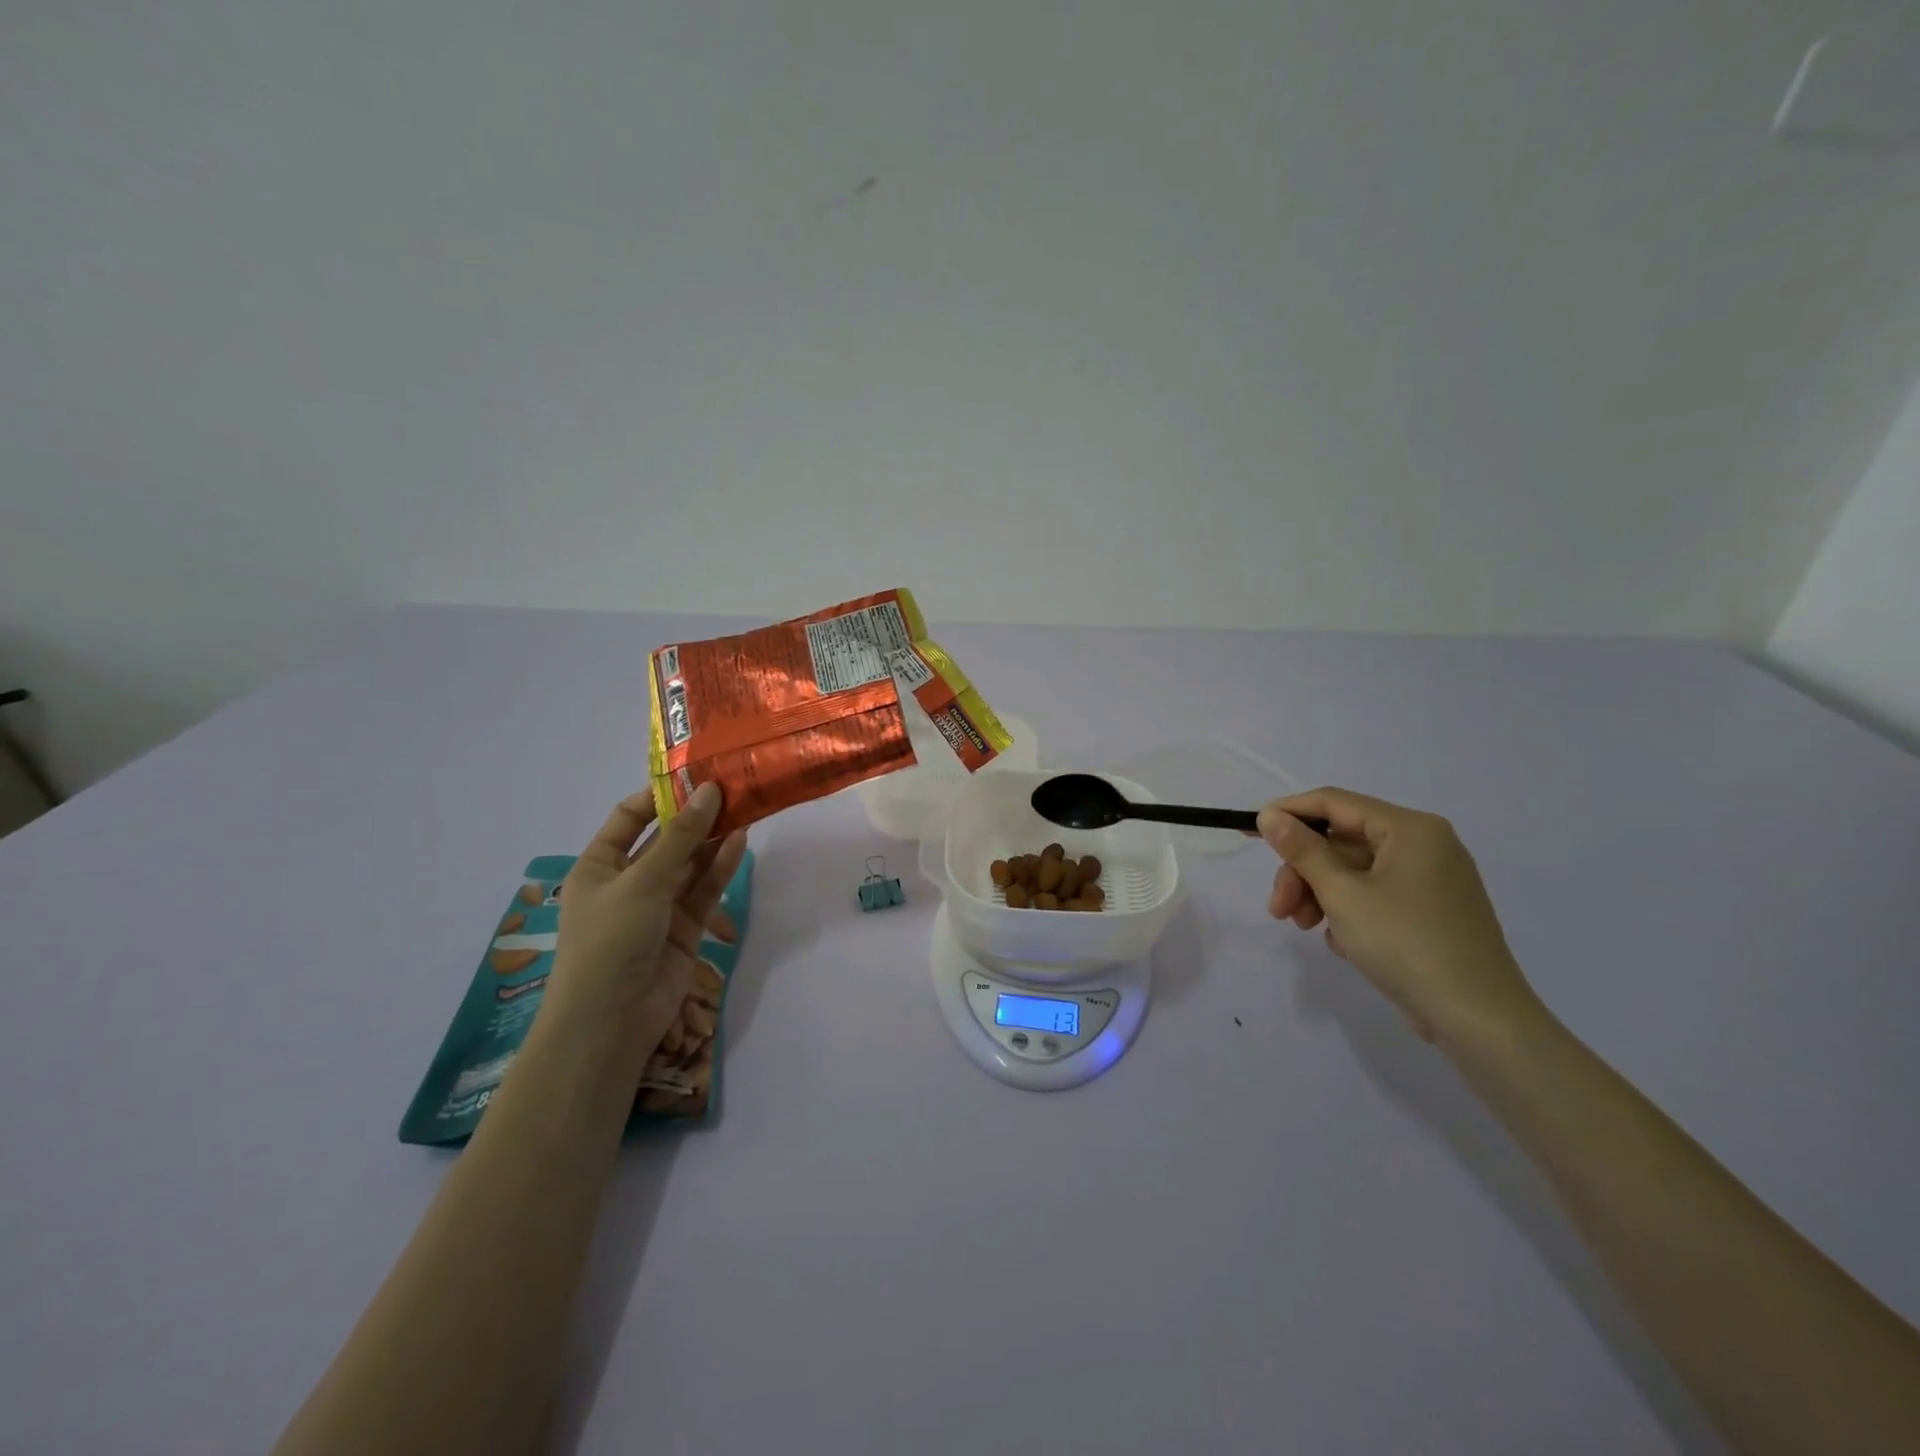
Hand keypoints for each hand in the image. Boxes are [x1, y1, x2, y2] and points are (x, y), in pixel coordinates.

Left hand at [550, 781, 747, 1059]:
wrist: (612, 1021)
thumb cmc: (610, 940)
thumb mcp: (642, 881)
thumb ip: (681, 837)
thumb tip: (710, 791)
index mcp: (599, 866)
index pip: (629, 818)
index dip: (660, 795)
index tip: (696, 773)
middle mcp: (628, 880)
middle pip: (666, 839)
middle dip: (695, 816)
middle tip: (732, 786)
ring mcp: (658, 904)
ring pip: (690, 863)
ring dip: (713, 838)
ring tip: (744, 807)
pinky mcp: (685, 927)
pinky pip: (704, 889)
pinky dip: (721, 867)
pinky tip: (740, 842)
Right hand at [1259, 787, 1536, 1043]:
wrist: (1479, 1019)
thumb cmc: (1406, 944)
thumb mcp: (1343, 894)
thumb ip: (1302, 851)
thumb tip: (1269, 815)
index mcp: (1410, 829)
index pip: (1334, 802)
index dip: (1288, 813)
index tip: (1249, 830)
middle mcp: (1424, 845)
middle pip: (1341, 842)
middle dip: (1302, 872)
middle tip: (1278, 907)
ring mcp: (1429, 879)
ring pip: (1353, 871)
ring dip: (1319, 894)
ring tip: (1304, 928)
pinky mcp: (1429, 910)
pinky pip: (1374, 894)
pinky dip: (1348, 911)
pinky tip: (1342, 942)